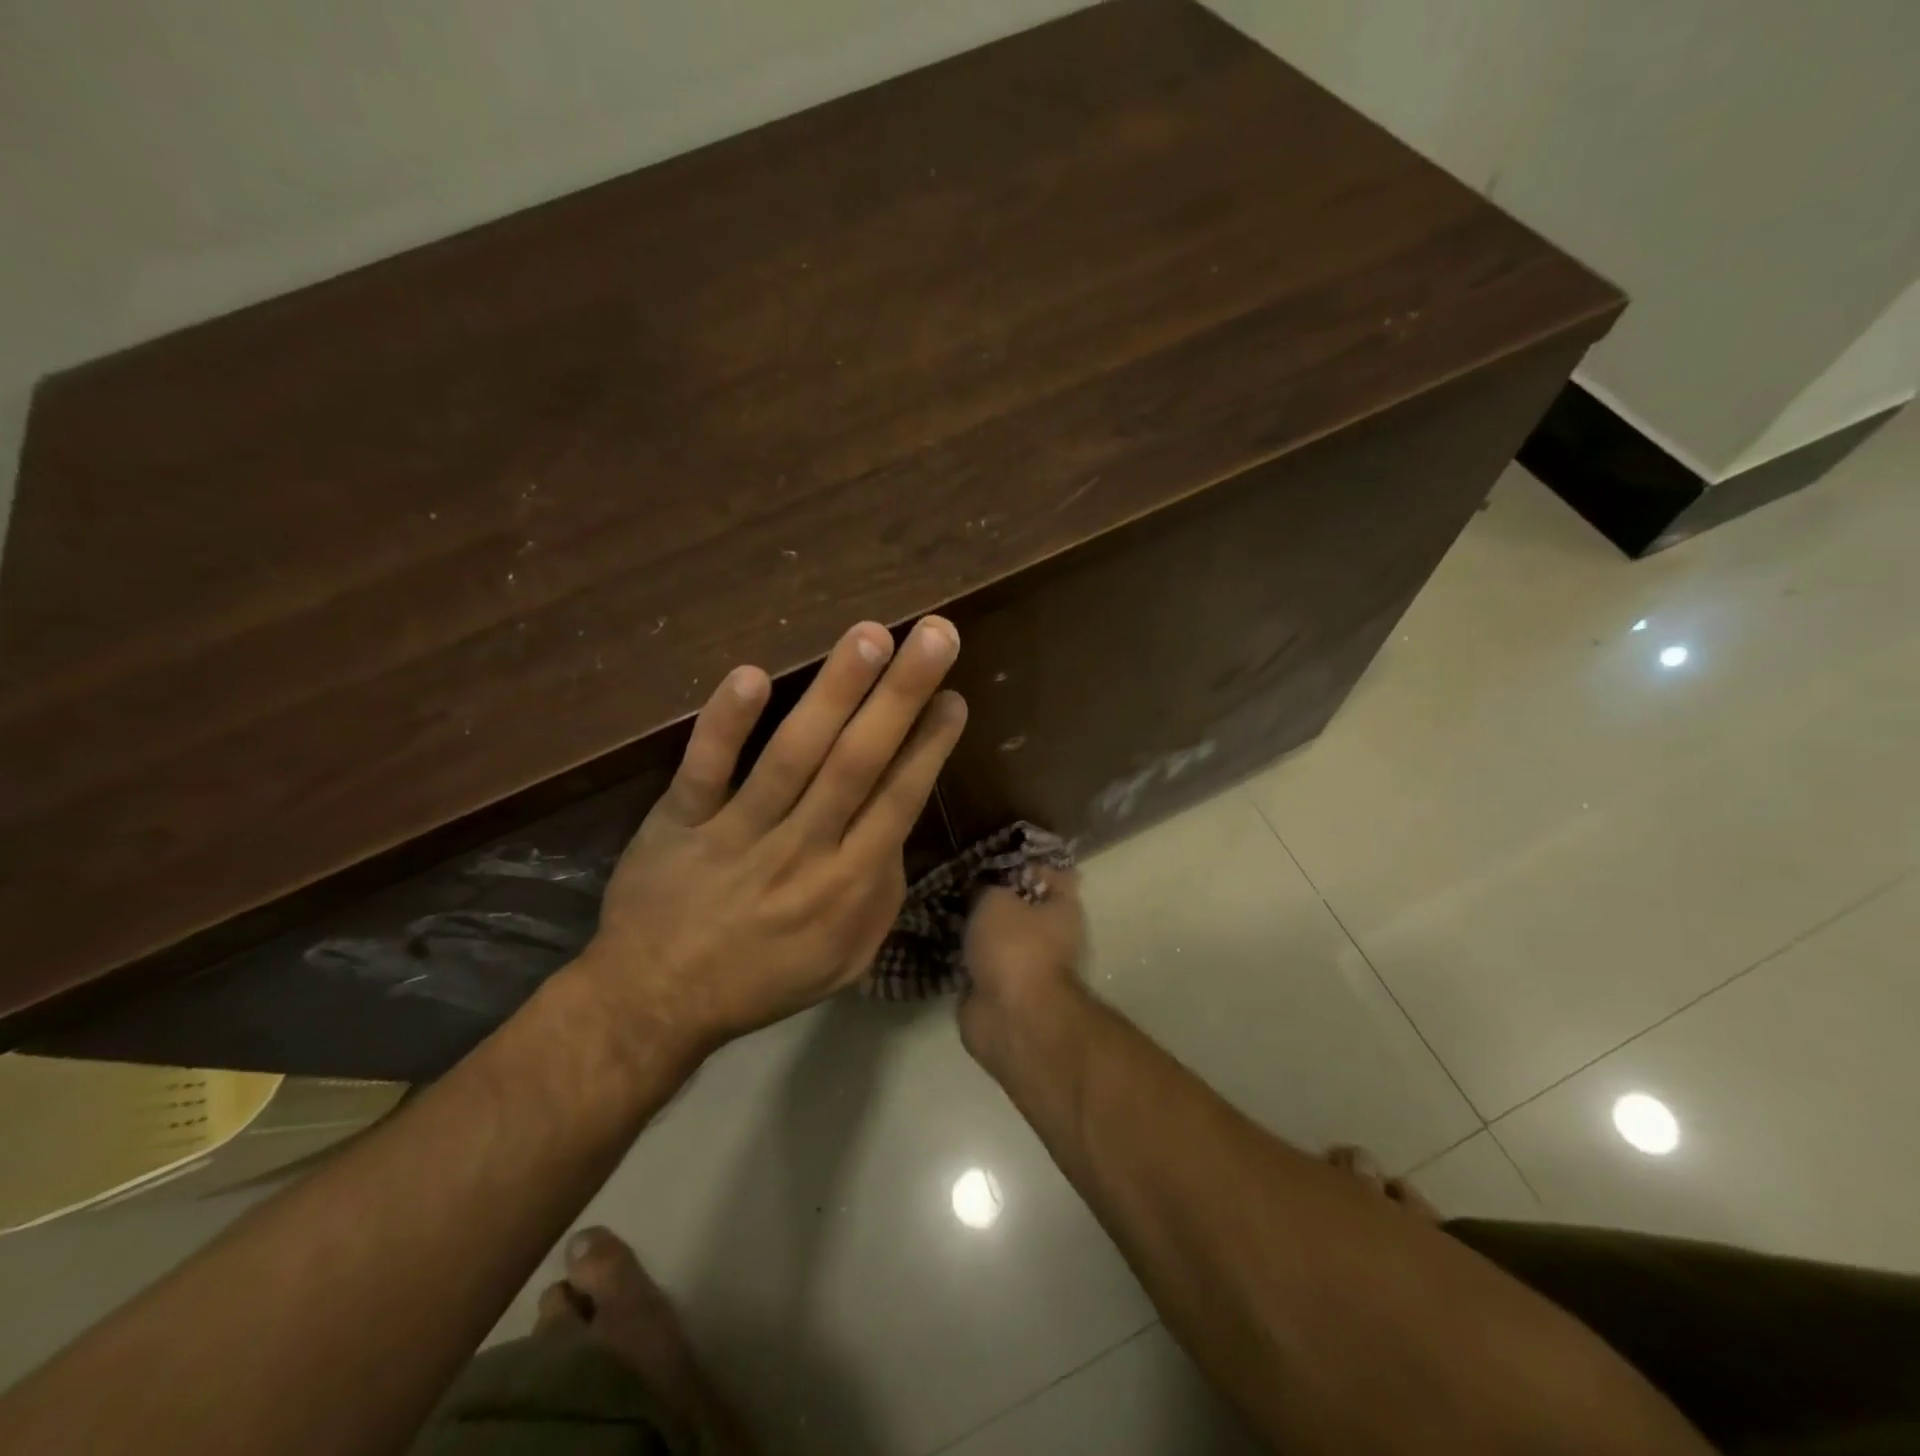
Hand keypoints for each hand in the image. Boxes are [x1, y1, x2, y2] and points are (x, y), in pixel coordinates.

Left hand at [577, 617, 967, 1053]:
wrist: (655, 1004)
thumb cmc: (763, 978)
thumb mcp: (847, 957)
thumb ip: (881, 891)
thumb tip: (898, 823)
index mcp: (846, 886)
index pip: (898, 802)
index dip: (929, 746)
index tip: (952, 696)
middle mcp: (801, 850)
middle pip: (858, 764)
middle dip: (900, 696)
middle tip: (934, 634)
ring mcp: (737, 834)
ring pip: (793, 755)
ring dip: (834, 693)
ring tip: (868, 636)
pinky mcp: (678, 822)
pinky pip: (704, 770)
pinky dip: (726, 724)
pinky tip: (752, 674)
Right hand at [958, 867, 1086, 1063]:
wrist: (1010, 1016)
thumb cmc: (1015, 946)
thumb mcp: (996, 899)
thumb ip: (989, 888)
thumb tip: (984, 891)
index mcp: (1061, 910)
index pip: (1049, 876)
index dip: (1023, 865)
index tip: (991, 857)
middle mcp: (1048, 937)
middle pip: (1018, 908)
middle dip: (991, 898)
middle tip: (958, 881)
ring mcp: (1022, 966)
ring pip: (994, 937)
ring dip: (973, 928)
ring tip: (940, 905)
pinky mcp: (996, 991)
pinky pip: (976, 964)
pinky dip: (960, 956)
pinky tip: (934, 938)